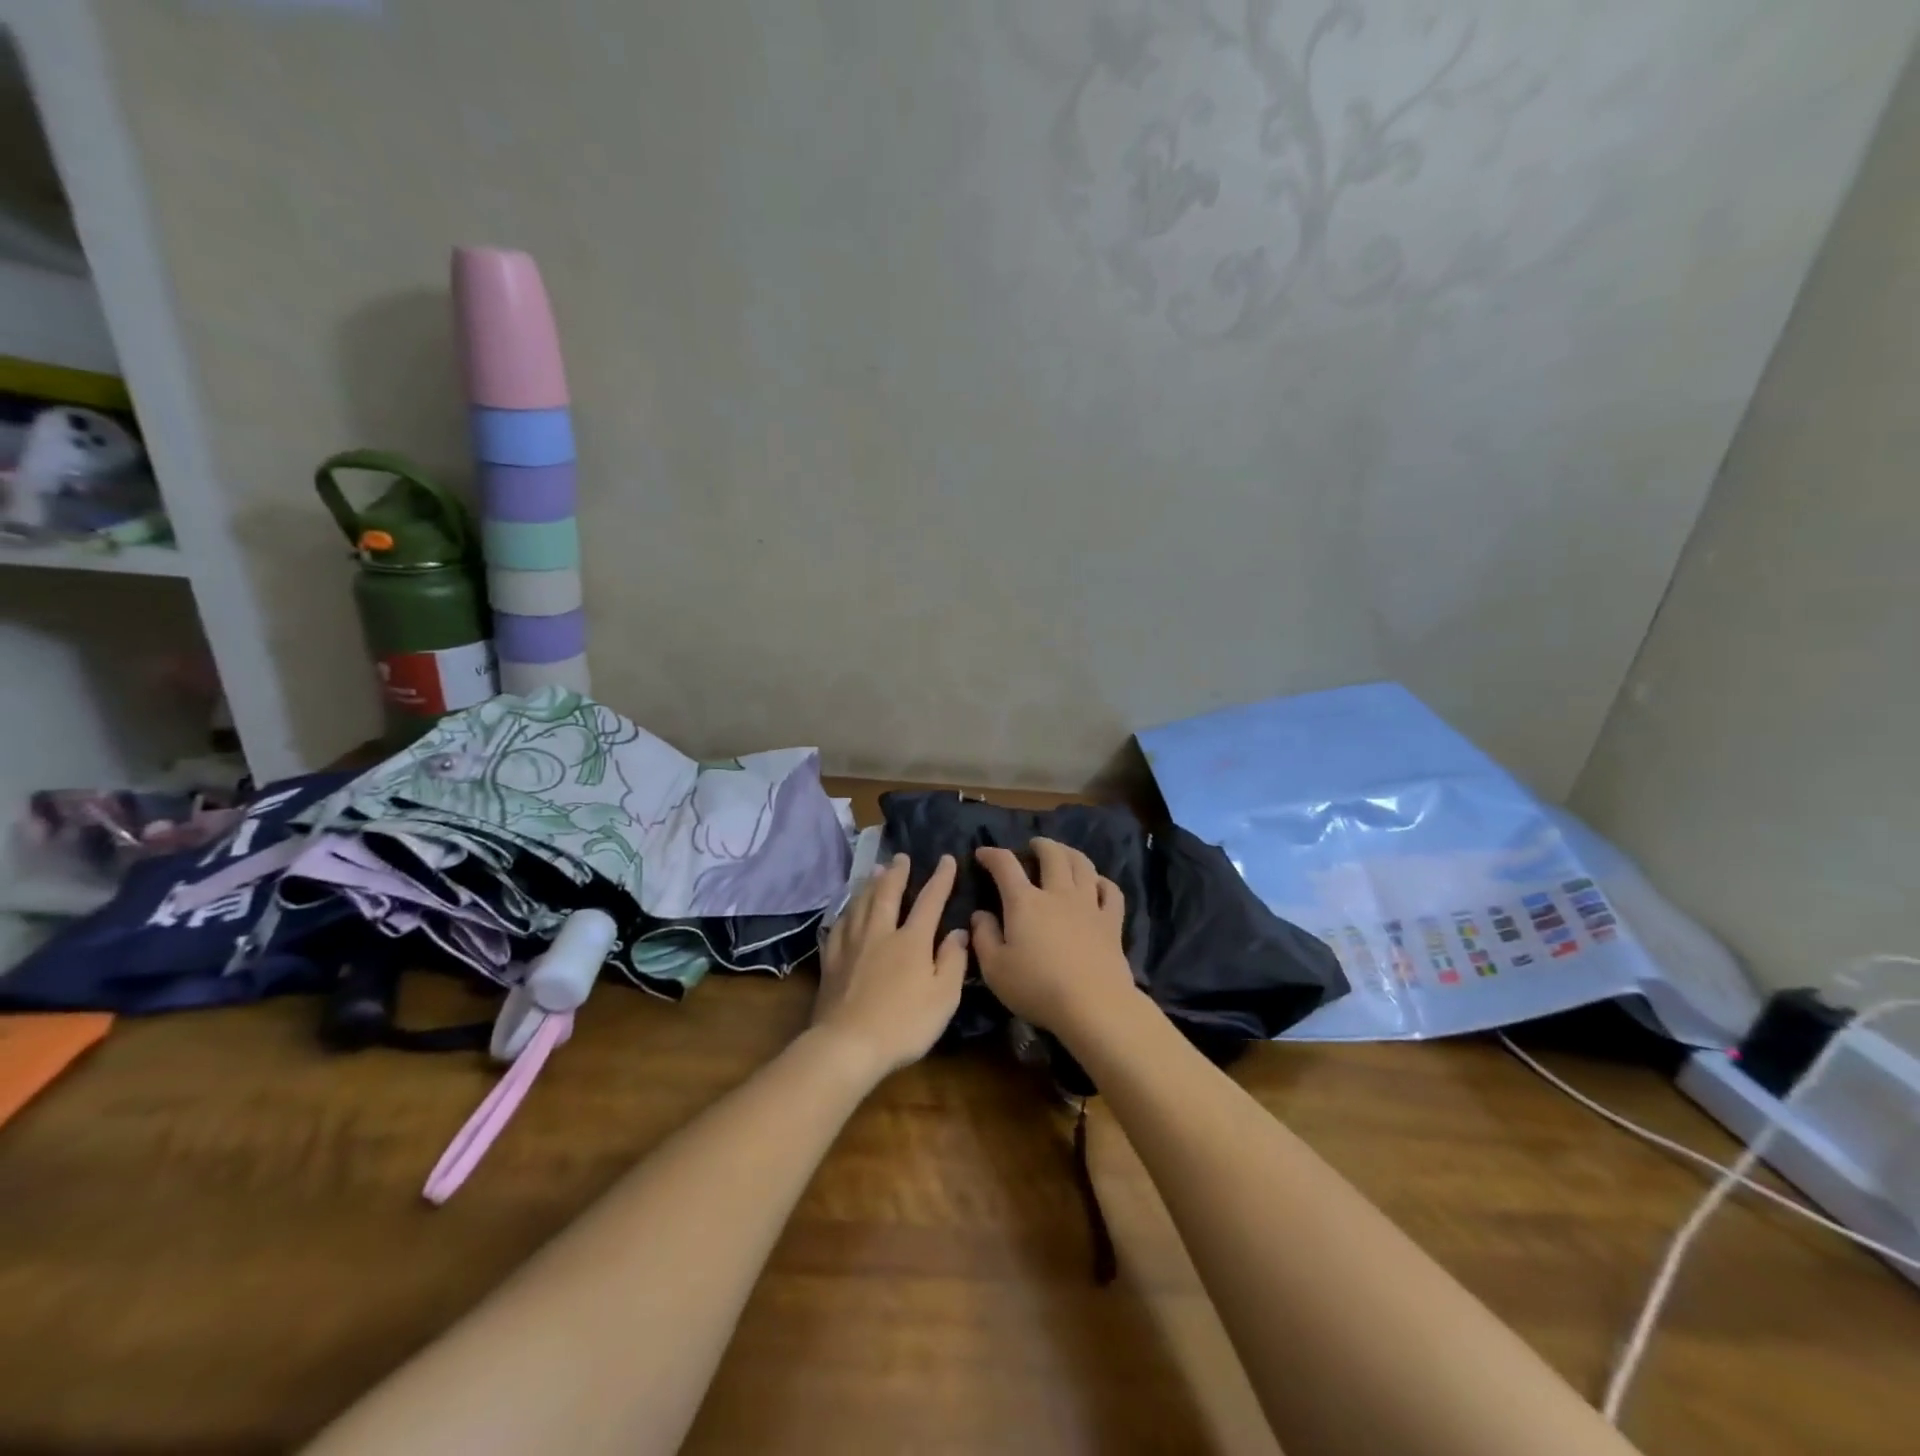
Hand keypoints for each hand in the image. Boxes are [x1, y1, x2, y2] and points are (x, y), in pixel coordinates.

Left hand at [811, 853, 968, 1078]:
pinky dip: (846, 911)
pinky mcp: (832, 961)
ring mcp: (852, 945)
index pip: (929, 900)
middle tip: (900, 856)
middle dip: (897, 873)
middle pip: (887, 893)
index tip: (946, 859)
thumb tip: (958, 932)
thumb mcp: (944, 997)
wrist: (847, 1045)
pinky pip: (839, 925)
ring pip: (861, 904)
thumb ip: (953, 961)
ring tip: (874, 870)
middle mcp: (880, 933)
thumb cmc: (903, 1024)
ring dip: (870, 884)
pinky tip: (846, 911)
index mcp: (911, 940)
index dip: (940, 879)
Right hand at [970, 838, 1138, 1040]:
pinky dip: (1103, 882)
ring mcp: (1088, 905)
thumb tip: (980, 915)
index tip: (983, 853)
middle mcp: (1057, 894)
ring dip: (1071, 853)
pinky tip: (1098, 884)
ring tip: (1064, 853)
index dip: (992, 854)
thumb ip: (984, 937)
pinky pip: (1111, 892)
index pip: (1005, 865)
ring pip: (1083, 865)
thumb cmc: (1036, 987)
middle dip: (1041, 845)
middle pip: (1052, 855)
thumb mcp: (995, 969)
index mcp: (1024, 902)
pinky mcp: (1111, 922)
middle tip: (1034, 846)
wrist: (1093, 1005)